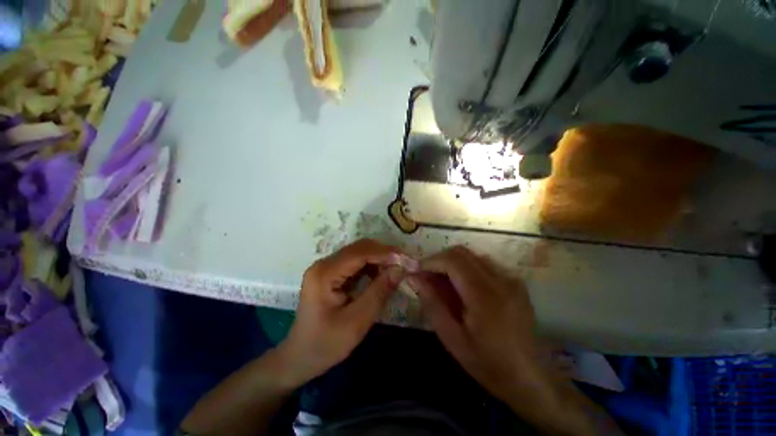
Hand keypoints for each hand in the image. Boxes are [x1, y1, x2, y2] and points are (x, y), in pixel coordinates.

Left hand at [276, 239, 404, 386]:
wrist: (299, 357)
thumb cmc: (325, 345)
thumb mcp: (356, 321)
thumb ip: (379, 292)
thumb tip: (399, 269)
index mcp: (325, 273)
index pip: (360, 253)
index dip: (385, 253)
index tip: (407, 259)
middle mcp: (324, 264)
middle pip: (359, 248)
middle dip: (384, 253)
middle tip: (404, 264)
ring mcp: (326, 267)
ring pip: (359, 253)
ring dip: (379, 259)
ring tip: (396, 270)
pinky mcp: (331, 273)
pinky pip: (355, 262)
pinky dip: (371, 266)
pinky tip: (381, 276)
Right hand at [408, 246, 548, 403]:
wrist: (529, 377)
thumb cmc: (487, 363)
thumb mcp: (452, 338)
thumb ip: (432, 303)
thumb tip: (414, 278)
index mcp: (484, 295)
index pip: (452, 261)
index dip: (430, 261)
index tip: (416, 271)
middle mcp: (500, 279)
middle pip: (462, 252)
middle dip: (439, 259)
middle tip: (427, 276)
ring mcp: (511, 279)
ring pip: (472, 256)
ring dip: (452, 263)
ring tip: (442, 282)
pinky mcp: (515, 282)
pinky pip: (484, 264)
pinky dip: (467, 268)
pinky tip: (463, 287)